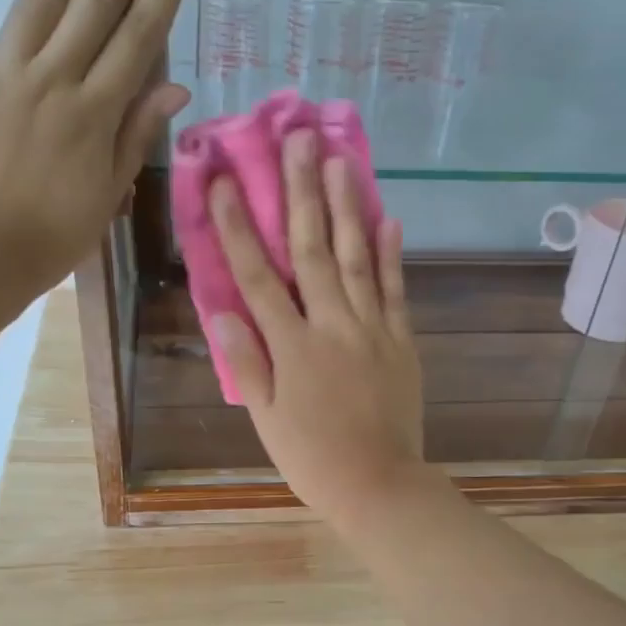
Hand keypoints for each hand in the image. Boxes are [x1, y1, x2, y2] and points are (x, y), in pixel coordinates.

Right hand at [210, 129, 430, 524]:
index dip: (239, 227)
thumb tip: (223, 312)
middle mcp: (332, 326)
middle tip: (298, 139)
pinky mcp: (402, 342)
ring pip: (358, 258)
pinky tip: (390, 218)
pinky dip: (393, 255)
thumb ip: (248, 363)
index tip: (226, 181)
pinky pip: (396, 291)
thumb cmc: (312, 458)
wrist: (378, 485)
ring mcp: (373, 330)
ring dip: (348, 207)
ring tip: (342, 160)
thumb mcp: (266, 419)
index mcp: (292, 347)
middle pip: (313, 250)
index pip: (258, 277)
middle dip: (302, 192)